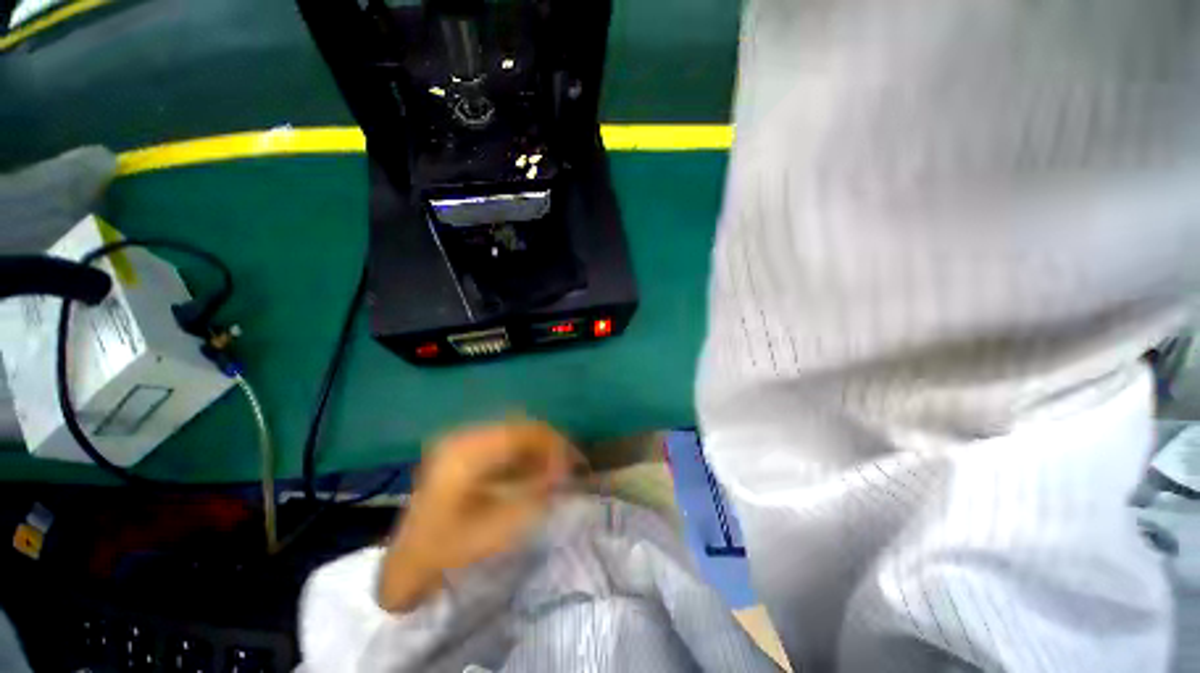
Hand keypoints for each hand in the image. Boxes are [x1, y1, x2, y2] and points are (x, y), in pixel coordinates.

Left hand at [378, 420, 572, 611]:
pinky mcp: (464, 448)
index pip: (521, 434)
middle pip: (519, 426)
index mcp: (467, 454)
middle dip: (549, 442)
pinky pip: (504, 440)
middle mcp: (465, 437)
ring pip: (514, 431)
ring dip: (538, 446)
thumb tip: (563, 472)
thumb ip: (533, 495)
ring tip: (555, 467)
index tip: (572, 465)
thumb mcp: (495, 529)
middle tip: (569, 464)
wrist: (408, 560)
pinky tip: (534, 469)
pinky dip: (524, 451)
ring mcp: (463, 440)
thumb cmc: (448, 548)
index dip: (552, 445)